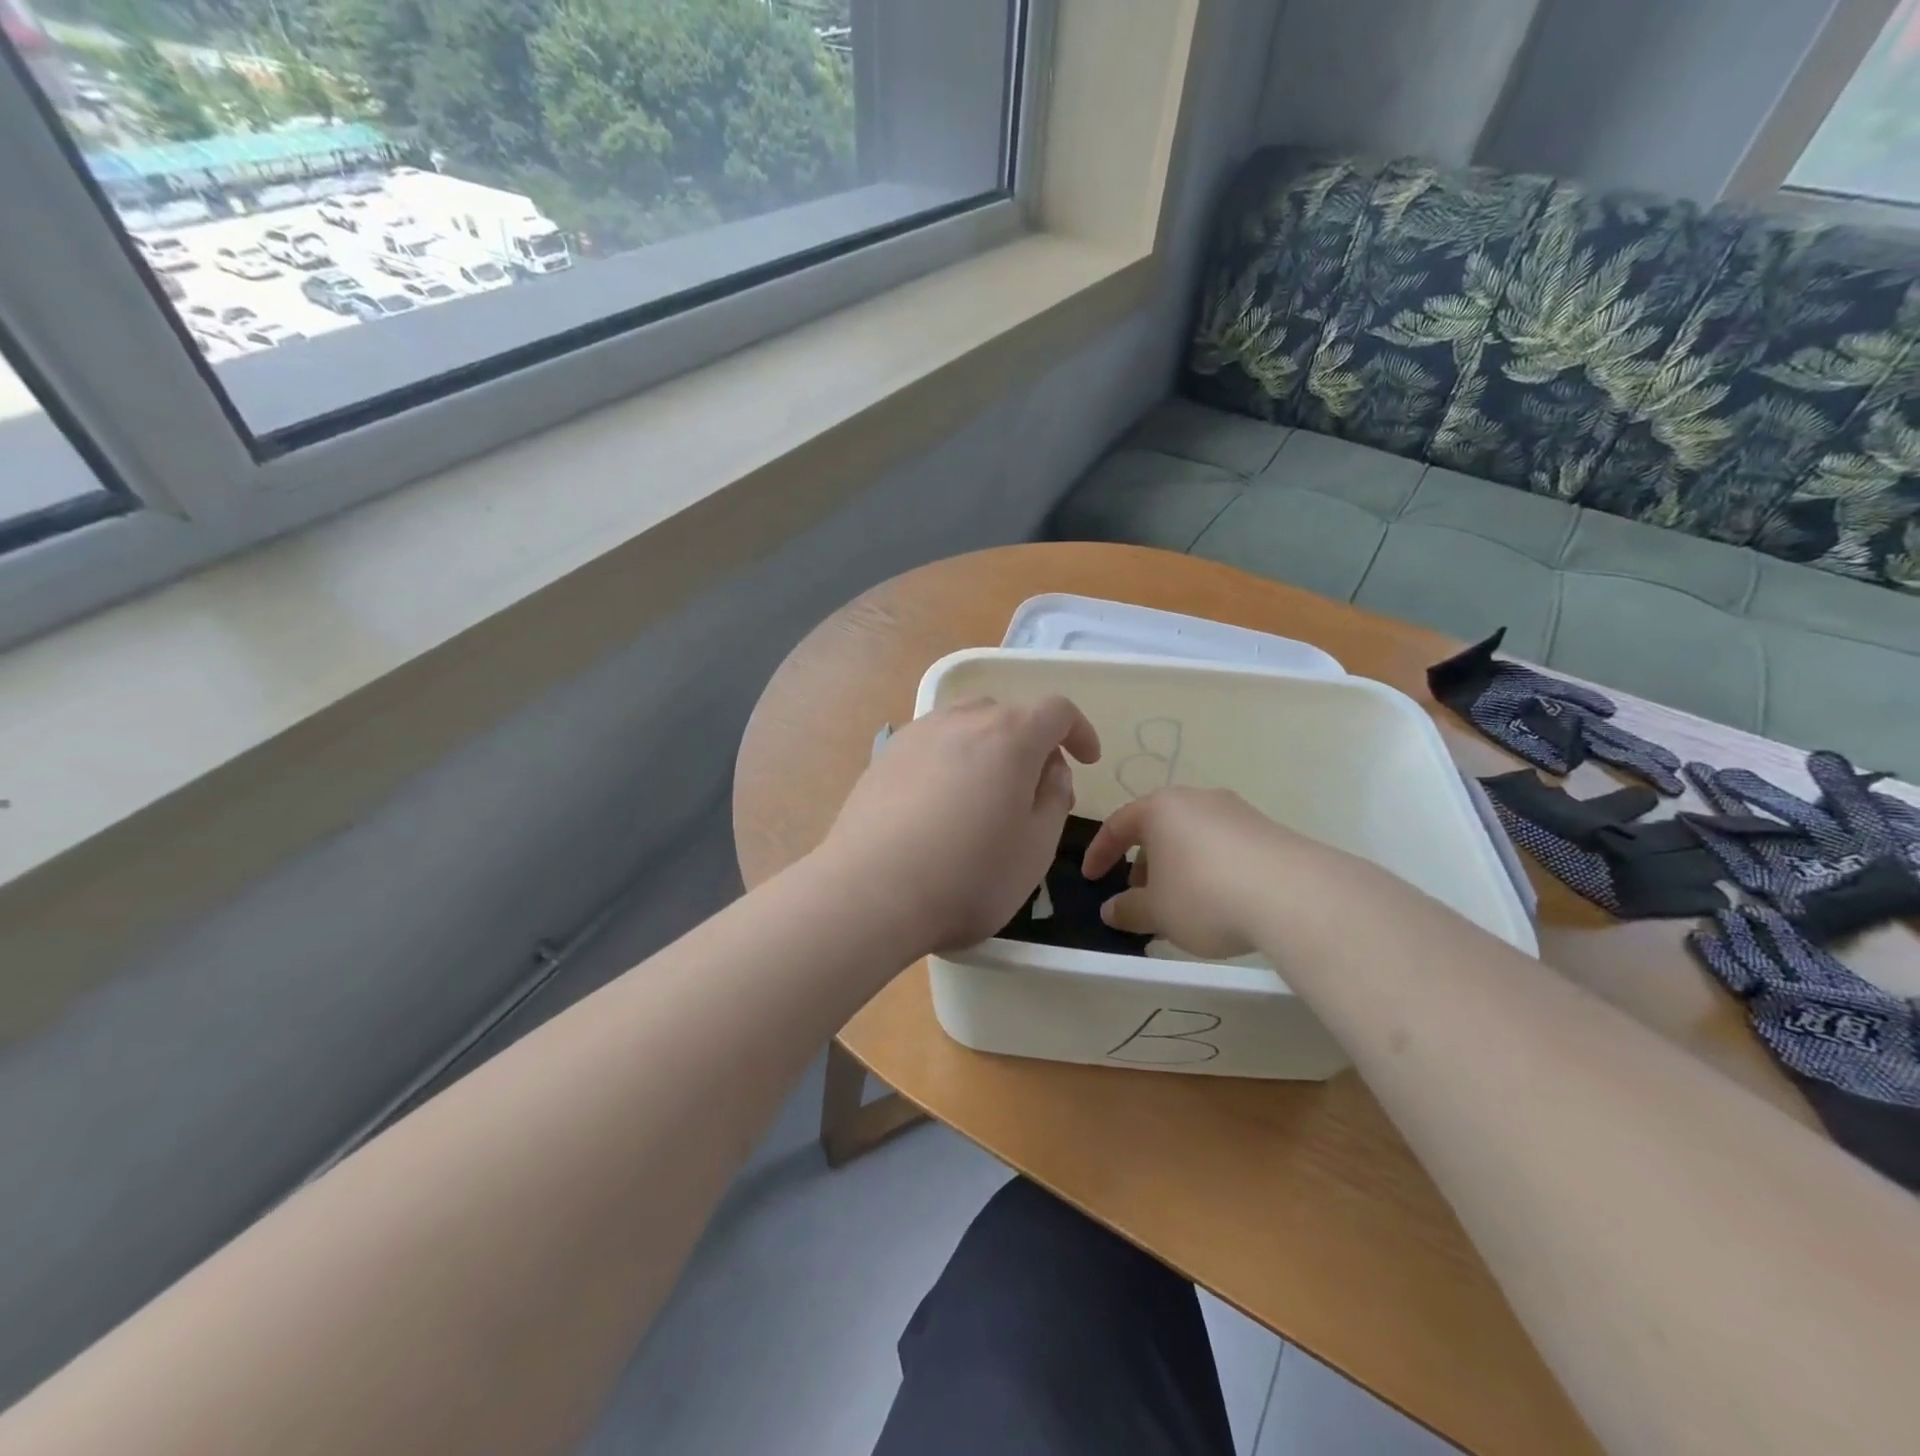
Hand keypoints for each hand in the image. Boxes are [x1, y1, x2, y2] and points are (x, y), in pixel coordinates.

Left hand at [816, 696, 1100, 955]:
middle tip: (1035, 790)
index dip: (1079, 731)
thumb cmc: (967, 876)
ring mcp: (917, 735)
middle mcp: (961, 720)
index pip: (1056, 711)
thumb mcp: (1035, 848)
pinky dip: (951, 760)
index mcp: (1009, 736)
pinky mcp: (884, 757)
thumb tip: (1050, 771)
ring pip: (966, 725)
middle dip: (1032, 743)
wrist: (869, 893)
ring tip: (987, 794)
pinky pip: (932, 744)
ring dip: (989, 748)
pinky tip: (942, 804)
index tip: (1087, 760)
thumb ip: (1054, 798)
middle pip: (1008, 714)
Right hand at [1082, 788, 1328, 960]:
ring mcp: (1236, 812)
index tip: (1090, 879)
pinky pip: (1224, 847)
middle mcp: (1196, 799)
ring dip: (1177, 868)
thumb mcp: (1157, 912)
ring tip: (1180, 905)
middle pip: (1157, 828)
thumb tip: (1110, 910)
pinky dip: (1209, 869)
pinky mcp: (1267, 830)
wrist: (1294, 895)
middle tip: (1140, 897)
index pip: (1117, 825)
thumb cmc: (1205, 895)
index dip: (1099, 854)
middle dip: (1143, 863)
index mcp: (1160, 808)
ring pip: (1192, 837)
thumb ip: (1128, 910)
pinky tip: (1219, 902)